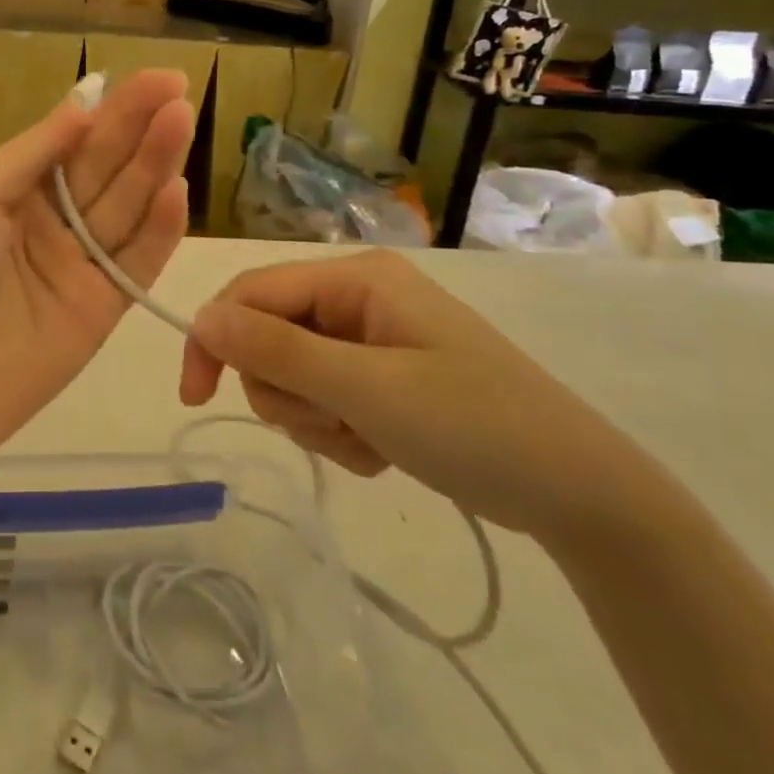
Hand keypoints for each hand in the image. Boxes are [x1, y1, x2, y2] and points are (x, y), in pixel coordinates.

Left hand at [0, 70, 194, 474]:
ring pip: (125, 209)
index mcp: (11, 191)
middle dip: (140, 129)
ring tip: (182, 122)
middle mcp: (49, 223)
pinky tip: (177, 190)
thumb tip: (83, 104)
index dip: (112, 110)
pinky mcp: (103, 309)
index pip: (73, 141)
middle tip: (179, 92)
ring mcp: (78, 266)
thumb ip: (33, 154)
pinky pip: (136, 263)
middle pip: (104, 169)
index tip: (157, 78)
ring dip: (154, 167)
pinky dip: (158, 230)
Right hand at [180, 252, 658, 545]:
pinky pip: (324, 401)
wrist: (576, 494)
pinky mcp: (381, 378)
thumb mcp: (367, 389)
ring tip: (371, 442)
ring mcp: (370, 339)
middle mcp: (357, 298)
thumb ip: (278, 350)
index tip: (196, 397)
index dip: (216, 339)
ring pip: (292, 376)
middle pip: (269, 336)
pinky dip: (342, 434)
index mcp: (355, 278)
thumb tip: (201, 317)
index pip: (253, 292)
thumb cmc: (474, 426)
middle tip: (336, 423)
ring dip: (318, 419)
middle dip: (289, 391)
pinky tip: (385, 452)